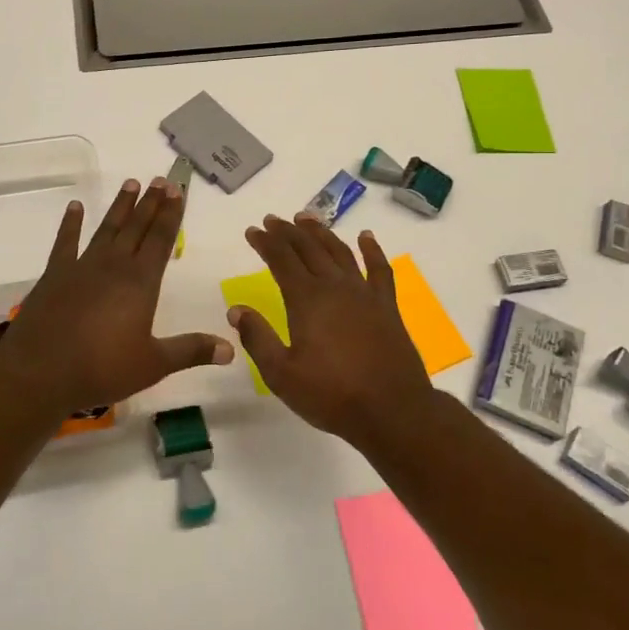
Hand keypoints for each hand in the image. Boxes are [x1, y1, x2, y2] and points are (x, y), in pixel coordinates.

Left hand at [0, 177, 232, 415]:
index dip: (171, 215)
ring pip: (107, 228)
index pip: (161, 240)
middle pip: (136, 227)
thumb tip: (230, 348)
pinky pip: (65, 242)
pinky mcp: (55, 274)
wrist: (40, 370)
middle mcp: (114, 266)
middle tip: (161, 179)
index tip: (178, 191)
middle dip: (151, 203)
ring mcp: (82, 266)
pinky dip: (71, 223)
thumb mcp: (153, 364)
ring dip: (120, 207)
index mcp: (140, 283)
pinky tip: (75, 207)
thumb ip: (191, 351)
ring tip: (131, 183)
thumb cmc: (102, 368)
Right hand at [228, 216, 432, 442]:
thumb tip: (236, 309)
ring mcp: (364, 294)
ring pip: (339, 251)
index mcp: (306, 300)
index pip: (281, 260)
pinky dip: (372, 250)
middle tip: (273, 220)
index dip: (265, 242)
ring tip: (306, 218)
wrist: (392, 411)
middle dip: (287, 232)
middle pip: (308, 249)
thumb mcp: (281, 374)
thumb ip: (257, 338)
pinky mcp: (387, 306)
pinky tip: (365, 237)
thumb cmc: (332, 395)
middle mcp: (334, 287)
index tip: (253, 230)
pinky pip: (379, 269)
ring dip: (321, 232)